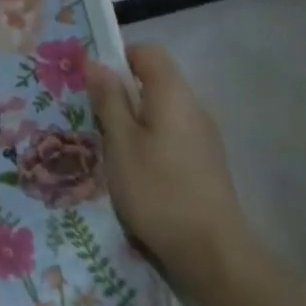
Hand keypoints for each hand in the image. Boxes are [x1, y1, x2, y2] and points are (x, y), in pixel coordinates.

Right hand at [87, 44, 252, 292]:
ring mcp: (204, 137)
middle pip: (155, 81)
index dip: (118, 58)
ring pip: (162, 111)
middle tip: (92, 117)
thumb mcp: (120, 142)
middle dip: (122, 93)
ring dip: (134, 120)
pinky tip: (135, 171)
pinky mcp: (206, 163)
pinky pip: (172, 135)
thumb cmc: (158, 189)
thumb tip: (97, 62)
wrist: (214, 253)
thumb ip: (109, 99)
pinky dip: (150, 141)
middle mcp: (193, 107)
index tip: (93, 83)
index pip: (147, 52)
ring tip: (109, 147)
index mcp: (172, 94)